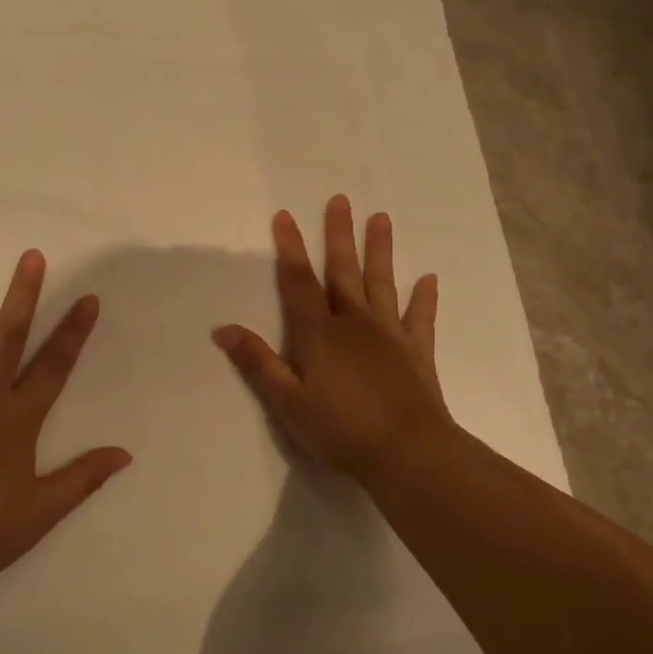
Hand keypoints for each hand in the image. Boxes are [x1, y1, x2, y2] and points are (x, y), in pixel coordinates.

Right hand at [212, 196, 452, 483]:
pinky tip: (428, 279)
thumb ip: (258, 362)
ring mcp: (390, 335)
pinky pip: (420, 318)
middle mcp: (355, 323)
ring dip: (380, 251)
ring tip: (381, 218)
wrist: (407, 453)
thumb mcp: (287, 401)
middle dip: (338, 235)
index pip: (298, 282)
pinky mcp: (417, 352)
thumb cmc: (340, 429)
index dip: (289, 248)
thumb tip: (223, 329)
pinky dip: (424, 298)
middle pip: (343, 272)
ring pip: (382, 284)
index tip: (285, 216)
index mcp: (319, 333)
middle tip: (340, 200)